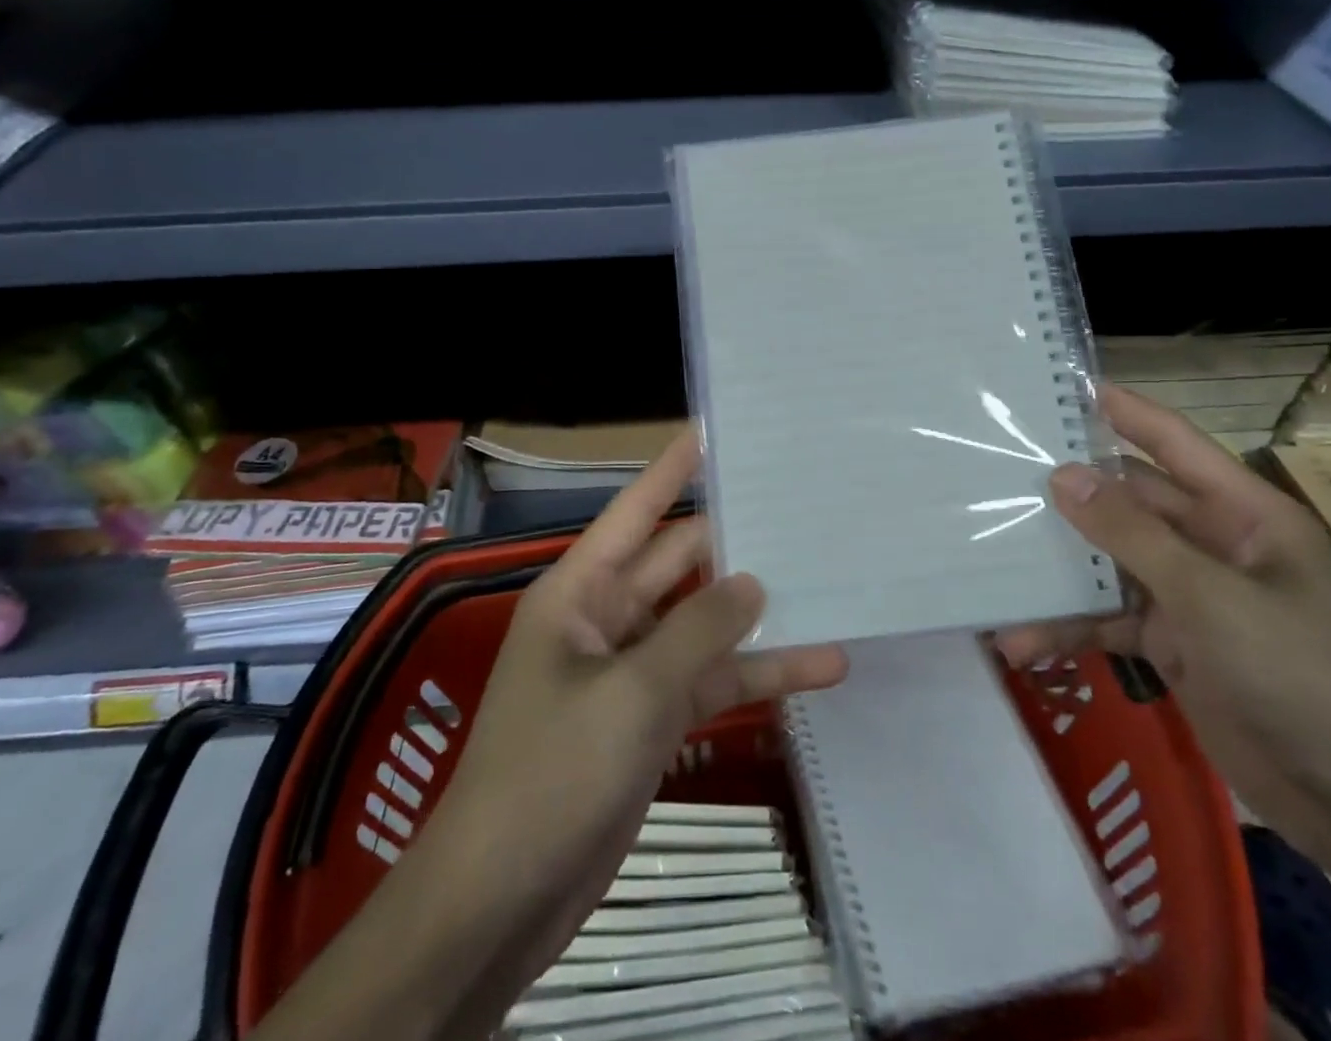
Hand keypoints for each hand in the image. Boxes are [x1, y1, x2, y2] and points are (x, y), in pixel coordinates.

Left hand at [412, 427, 846, 1033]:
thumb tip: (753, 581)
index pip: (636, 510)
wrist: (502, 901)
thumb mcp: (631, 693)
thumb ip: (698, 630)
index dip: (673, 469)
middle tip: (799, 506)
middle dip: (735, 539)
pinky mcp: (653, 717)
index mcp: (581, 589)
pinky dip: (757, 675)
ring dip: (759, 615)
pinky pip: (711, 680)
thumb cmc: (552, 773)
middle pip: (681, 562)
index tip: (714, 430)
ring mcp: (633, 669)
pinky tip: (820, 667)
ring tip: (829, 582)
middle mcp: (607, 616)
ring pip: (705, 624)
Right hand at [998, 386, 1330, 867]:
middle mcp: (1212, 545)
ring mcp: (1190, 597)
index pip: (1173, 443)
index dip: (1123, 411)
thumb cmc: (1303, 675)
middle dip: (1068, 499)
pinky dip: (1069, 630)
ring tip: (993, 573)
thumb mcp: (1212, 597)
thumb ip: (1133, 535)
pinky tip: (1022, 643)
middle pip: (1127, 504)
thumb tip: (1062, 475)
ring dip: (1058, 577)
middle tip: (994, 478)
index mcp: (1241, 514)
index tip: (1062, 386)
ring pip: (1109, 566)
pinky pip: (1109, 622)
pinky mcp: (1174, 646)